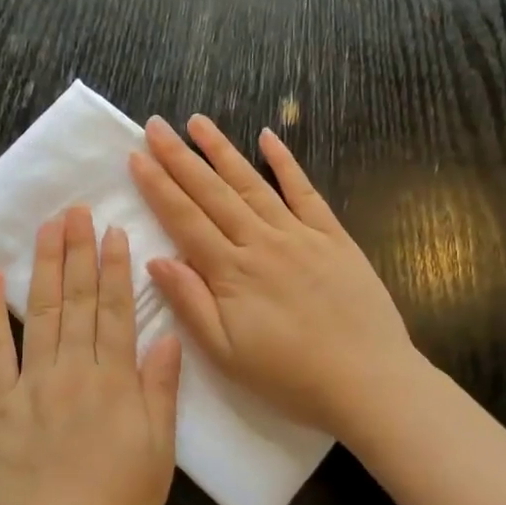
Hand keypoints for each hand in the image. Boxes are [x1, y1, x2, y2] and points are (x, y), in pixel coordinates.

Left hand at [0, 207, 181, 504]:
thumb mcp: (159, 455)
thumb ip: (161, 392)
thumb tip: (168, 338)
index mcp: (115, 382)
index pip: (117, 310)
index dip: (116, 268)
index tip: (113, 231)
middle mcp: (74, 369)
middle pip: (78, 299)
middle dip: (78, 251)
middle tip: (76, 210)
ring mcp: (31, 382)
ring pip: (42, 311)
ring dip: (46, 265)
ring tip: (48, 226)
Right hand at [130, 116, 417, 436]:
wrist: (369, 383)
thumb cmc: (290, 376)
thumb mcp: (226, 354)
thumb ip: (190, 303)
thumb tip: (155, 260)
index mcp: (231, 272)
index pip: (185, 219)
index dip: (158, 186)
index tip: (136, 156)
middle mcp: (261, 242)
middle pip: (212, 192)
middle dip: (180, 157)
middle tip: (156, 125)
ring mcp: (299, 234)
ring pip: (252, 183)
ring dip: (222, 150)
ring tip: (198, 121)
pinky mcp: (333, 236)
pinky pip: (305, 191)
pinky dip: (286, 162)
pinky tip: (268, 136)